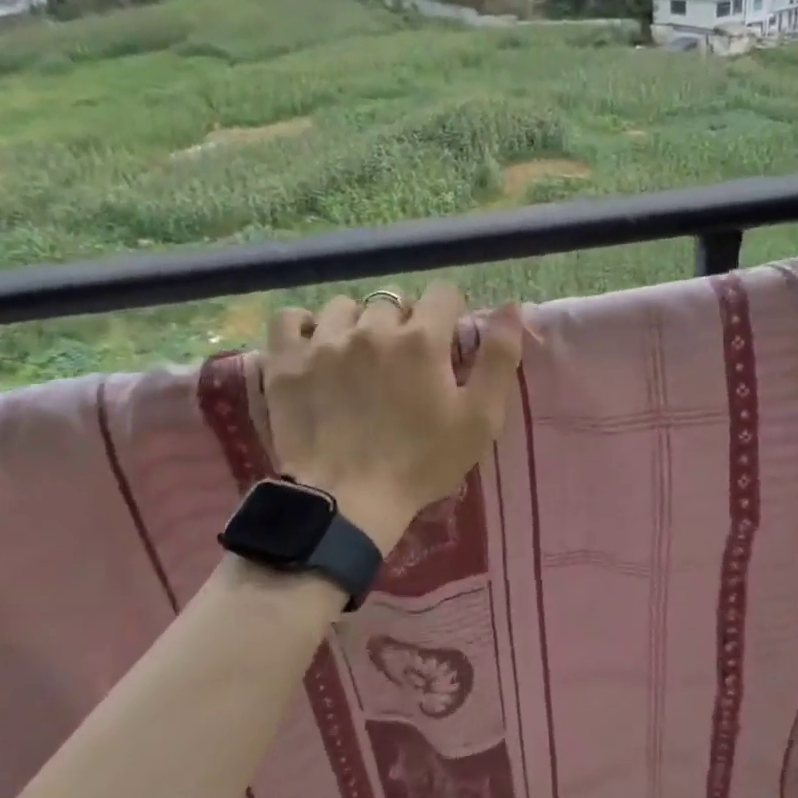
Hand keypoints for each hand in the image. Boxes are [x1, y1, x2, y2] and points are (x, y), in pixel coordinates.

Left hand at [264, 283, 523, 551]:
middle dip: (403, 324)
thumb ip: (500, 357)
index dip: (448, 315)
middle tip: (402, 364)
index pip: (442, 293)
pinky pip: (290, 318)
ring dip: (355, 325)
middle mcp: (371, 328)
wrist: (347, 503)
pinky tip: (314, 348)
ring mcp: (323, 342)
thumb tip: (511, 306)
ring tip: (357, 358)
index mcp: (422, 339)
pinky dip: (303, 327)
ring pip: (343, 308)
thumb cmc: (422, 463)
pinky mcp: (285, 362)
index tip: (444, 344)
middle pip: (393, 301)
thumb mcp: (480, 418)